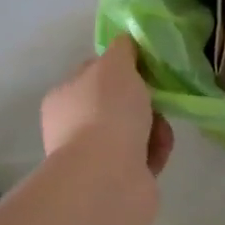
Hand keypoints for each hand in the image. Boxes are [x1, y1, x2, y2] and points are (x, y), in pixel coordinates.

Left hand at [42, 35, 174, 176]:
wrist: (107, 178)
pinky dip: (154, 151)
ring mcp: (93, 156)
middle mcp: (73, 126)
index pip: (94, 73)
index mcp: (64, 97)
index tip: (145, 67)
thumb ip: (122, 49)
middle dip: (144, 99)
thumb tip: (126, 44)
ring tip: (160, 130)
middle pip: (118, 102)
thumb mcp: (116, 64)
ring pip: (135, 129)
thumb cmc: (106, 112)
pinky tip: (158, 151)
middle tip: (158, 98)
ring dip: (154, 126)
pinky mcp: (116, 180)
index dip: (121, 67)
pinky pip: (143, 156)